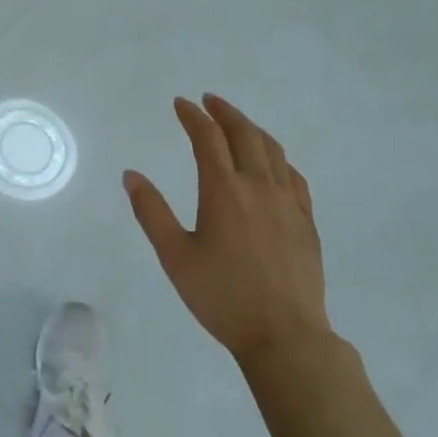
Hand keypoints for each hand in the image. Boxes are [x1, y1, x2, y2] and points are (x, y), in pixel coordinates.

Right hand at [124, 94, 332, 365]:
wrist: (284, 335)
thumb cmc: (222, 296)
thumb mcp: (175, 256)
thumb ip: (151, 212)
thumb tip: (131, 175)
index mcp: (223, 190)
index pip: (207, 138)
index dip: (193, 116)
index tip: (180, 104)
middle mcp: (258, 186)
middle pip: (244, 134)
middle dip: (224, 112)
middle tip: (209, 101)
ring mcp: (287, 202)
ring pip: (272, 150)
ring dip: (252, 129)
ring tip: (237, 123)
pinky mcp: (306, 221)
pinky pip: (293, 176)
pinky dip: (278, 158)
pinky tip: (272, 164)